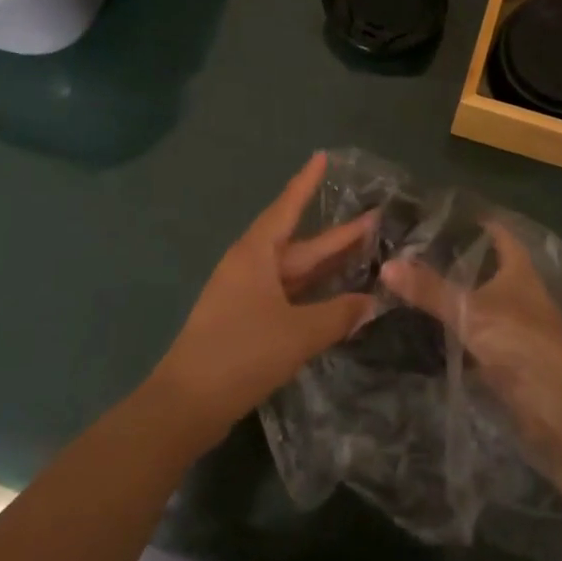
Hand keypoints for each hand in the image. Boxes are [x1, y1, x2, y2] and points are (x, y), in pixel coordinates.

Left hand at [149, 152, 374, 444]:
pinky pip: (286, 295)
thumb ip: (339, 315)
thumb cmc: (241, 353)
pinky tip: (334, 297)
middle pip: (299, 244)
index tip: (322, 156)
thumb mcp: (298, 333)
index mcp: (255, 255)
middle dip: (336, 234)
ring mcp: (245, 294)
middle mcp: (249, 267)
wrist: (187, 404)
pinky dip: (312, 293)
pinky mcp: (245, 321)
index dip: (307, 183)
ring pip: (294, 271)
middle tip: (374, 219)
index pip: (287, 207)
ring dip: (326, 265)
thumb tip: (372, 302)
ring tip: (363, 253)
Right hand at [381, 224, 561, 454]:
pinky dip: (453, 327)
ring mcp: (513, 325)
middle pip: (485, 266)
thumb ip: (429, 289)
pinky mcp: (506, 356)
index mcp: (519, 270)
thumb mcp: (470, 311)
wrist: (557, 408)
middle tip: (411, 248)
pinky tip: (425, 324)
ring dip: (451, 293)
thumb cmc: (520, 344)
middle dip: (453, 258)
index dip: (473, 220)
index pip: (497, 233)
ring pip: (477, 300)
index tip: (436, 212)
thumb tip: (387, 264)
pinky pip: (473, 332)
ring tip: (410, 281)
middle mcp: (519, 292)